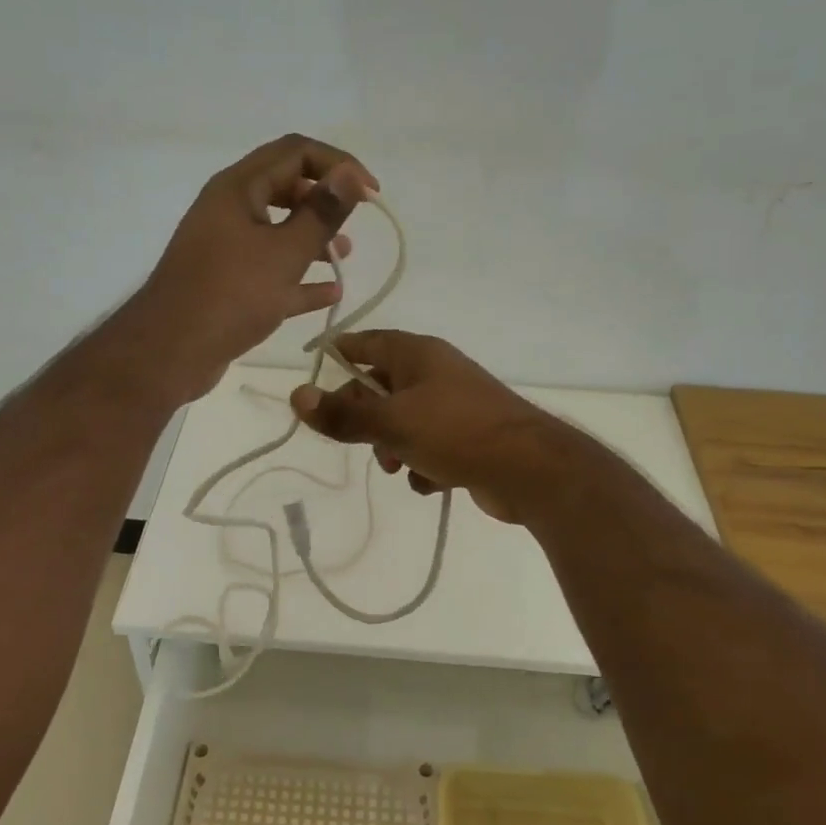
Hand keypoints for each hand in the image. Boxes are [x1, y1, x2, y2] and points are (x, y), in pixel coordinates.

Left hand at [132, 135, 376, 401]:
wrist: (170, 352)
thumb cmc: (230, 295)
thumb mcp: (285, 253)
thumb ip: (322, 213)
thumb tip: (351, 174)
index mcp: (238, 188)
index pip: (295, 152)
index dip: (338, 165)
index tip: (371, 194)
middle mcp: (229, 210)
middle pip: (285, 189)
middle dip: (324, 201)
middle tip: (355, 222)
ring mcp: (226, 249)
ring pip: (278, 232)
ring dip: (313, 240)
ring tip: (345, 258)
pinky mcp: (227, 285)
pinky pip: (270, 272)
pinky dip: (298, 278)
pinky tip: (329, 294)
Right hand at [288, 331, 570, 523]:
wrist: (529, 469)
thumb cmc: (455, 432)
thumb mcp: (391, 424)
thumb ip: (342, 415)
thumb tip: (296, 395)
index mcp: (418, 355)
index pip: (366, 342)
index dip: (339, 353)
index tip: (314, 369)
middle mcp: (436, 373)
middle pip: (381, 387)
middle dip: (365, 418)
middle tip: (357, 441)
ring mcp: (454, 406)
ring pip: (403, 421)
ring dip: (392, 446)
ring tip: (398, 467)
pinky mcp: (468, 438)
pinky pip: (429, 446)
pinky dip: (423, 464)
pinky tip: (430, 482)